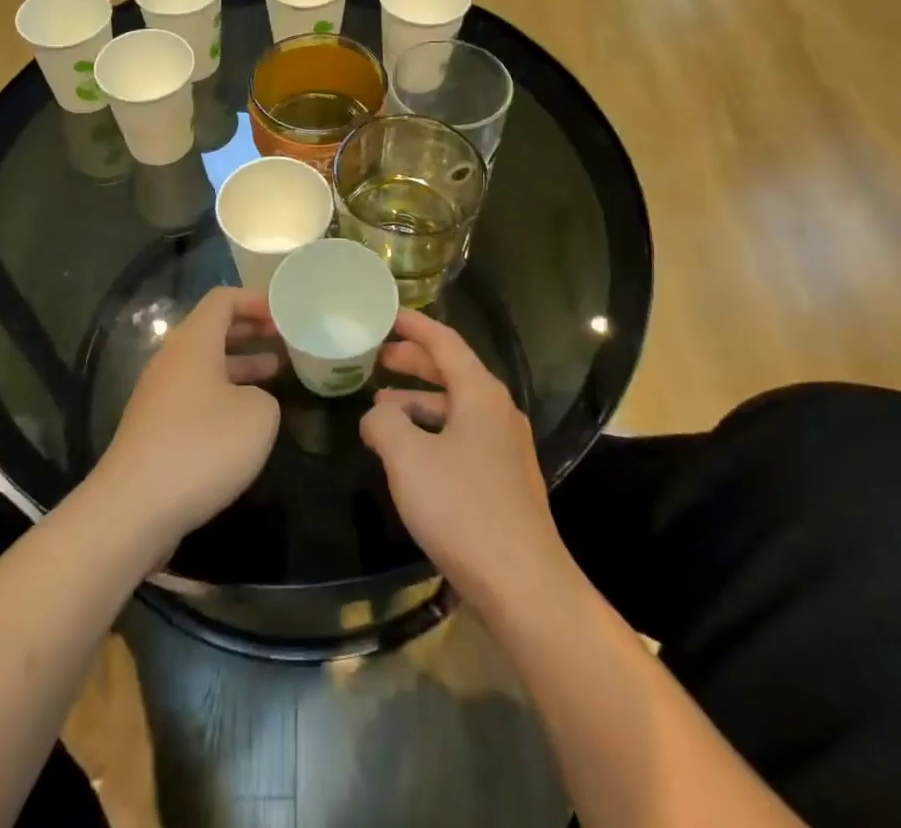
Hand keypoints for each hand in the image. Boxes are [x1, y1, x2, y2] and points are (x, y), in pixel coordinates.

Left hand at [98, 287, 282, 552]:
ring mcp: (159, 396)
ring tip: (275, 374)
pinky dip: (223, 395)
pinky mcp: (155, 429)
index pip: (222, 300)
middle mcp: (171, 361)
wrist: (135, 508)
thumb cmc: (202, 447)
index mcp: (193, 342)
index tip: (283, 314)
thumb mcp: (258, 416)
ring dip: (239, 365)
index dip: (254, 300)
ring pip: (204, 366)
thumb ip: (265, 396)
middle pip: (211, 330)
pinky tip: (245, 419)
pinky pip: (195, 396)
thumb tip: (250, 401)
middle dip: (249, 331)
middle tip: (283, 340)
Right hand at [360, 310, 572, 609]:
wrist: (524, 586)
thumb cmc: (463, 509)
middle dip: (413, 361)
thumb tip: (377, 415)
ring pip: (455, 407)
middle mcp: (498, 411)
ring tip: (381, 408)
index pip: (444, 342)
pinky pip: (461, 437)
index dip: (414, 325)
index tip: (387, 314)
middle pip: (451, 371)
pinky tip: (408, 454)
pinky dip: (431, 431)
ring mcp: (505, 448)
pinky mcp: (503, 480)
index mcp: (480, 394)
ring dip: (418, 401)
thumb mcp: (407, 457)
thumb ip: (383, 423)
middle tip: (376, 358)